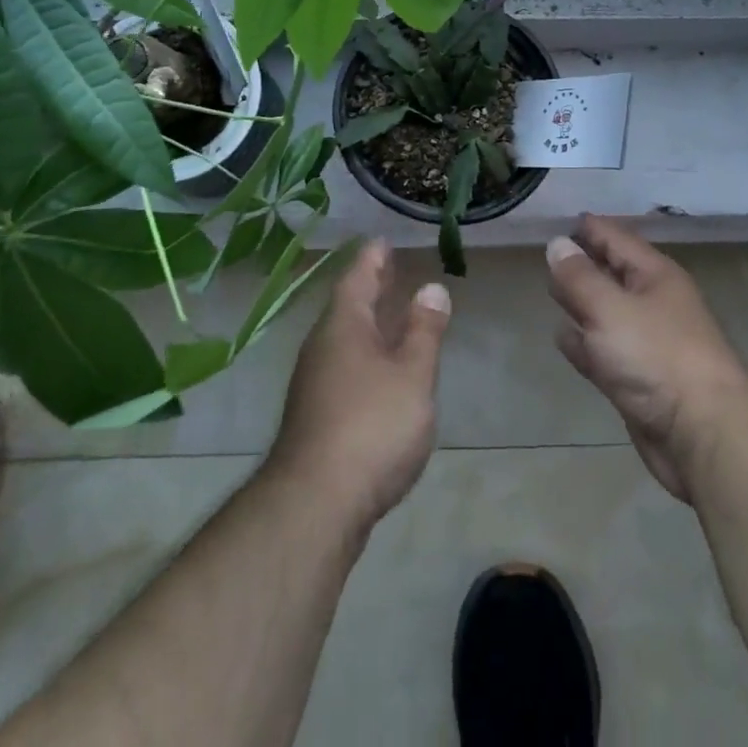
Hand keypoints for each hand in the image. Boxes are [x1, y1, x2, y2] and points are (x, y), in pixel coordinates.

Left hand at [268, 241, 451, 529]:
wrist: (316, 505)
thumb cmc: (371, 426)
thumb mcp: (412, 374)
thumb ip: (423, 331)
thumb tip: (431, 288)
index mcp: (343, 327)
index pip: (357, 279)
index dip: (371, 259)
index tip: (381, 241)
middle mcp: (322, 348)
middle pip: (348, 307)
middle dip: (370, 288)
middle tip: (388, 268)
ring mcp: (315, 385)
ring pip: (345, 340)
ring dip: (368, 323)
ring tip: (391, 313)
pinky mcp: (318, 417)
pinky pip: (345, 367)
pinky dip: (366, 354)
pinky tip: (381, 371)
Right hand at [547, 216, 747, 501]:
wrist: (703, 434)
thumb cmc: (657, 356)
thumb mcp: (610, 308)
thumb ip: (579, 277)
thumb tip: (557, 243)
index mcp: (654, 276)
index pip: (616, 239)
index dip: (588, 229)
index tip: (559, 221)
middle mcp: (652, 303)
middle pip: (611, 274)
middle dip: (582, 263)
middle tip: (548, 253)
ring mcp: (646, 344)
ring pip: (605, 313)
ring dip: (581, 303)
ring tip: (551, 291)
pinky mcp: (637, 381)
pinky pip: (603, 350)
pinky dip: (583, 342)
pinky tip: (563, 337)